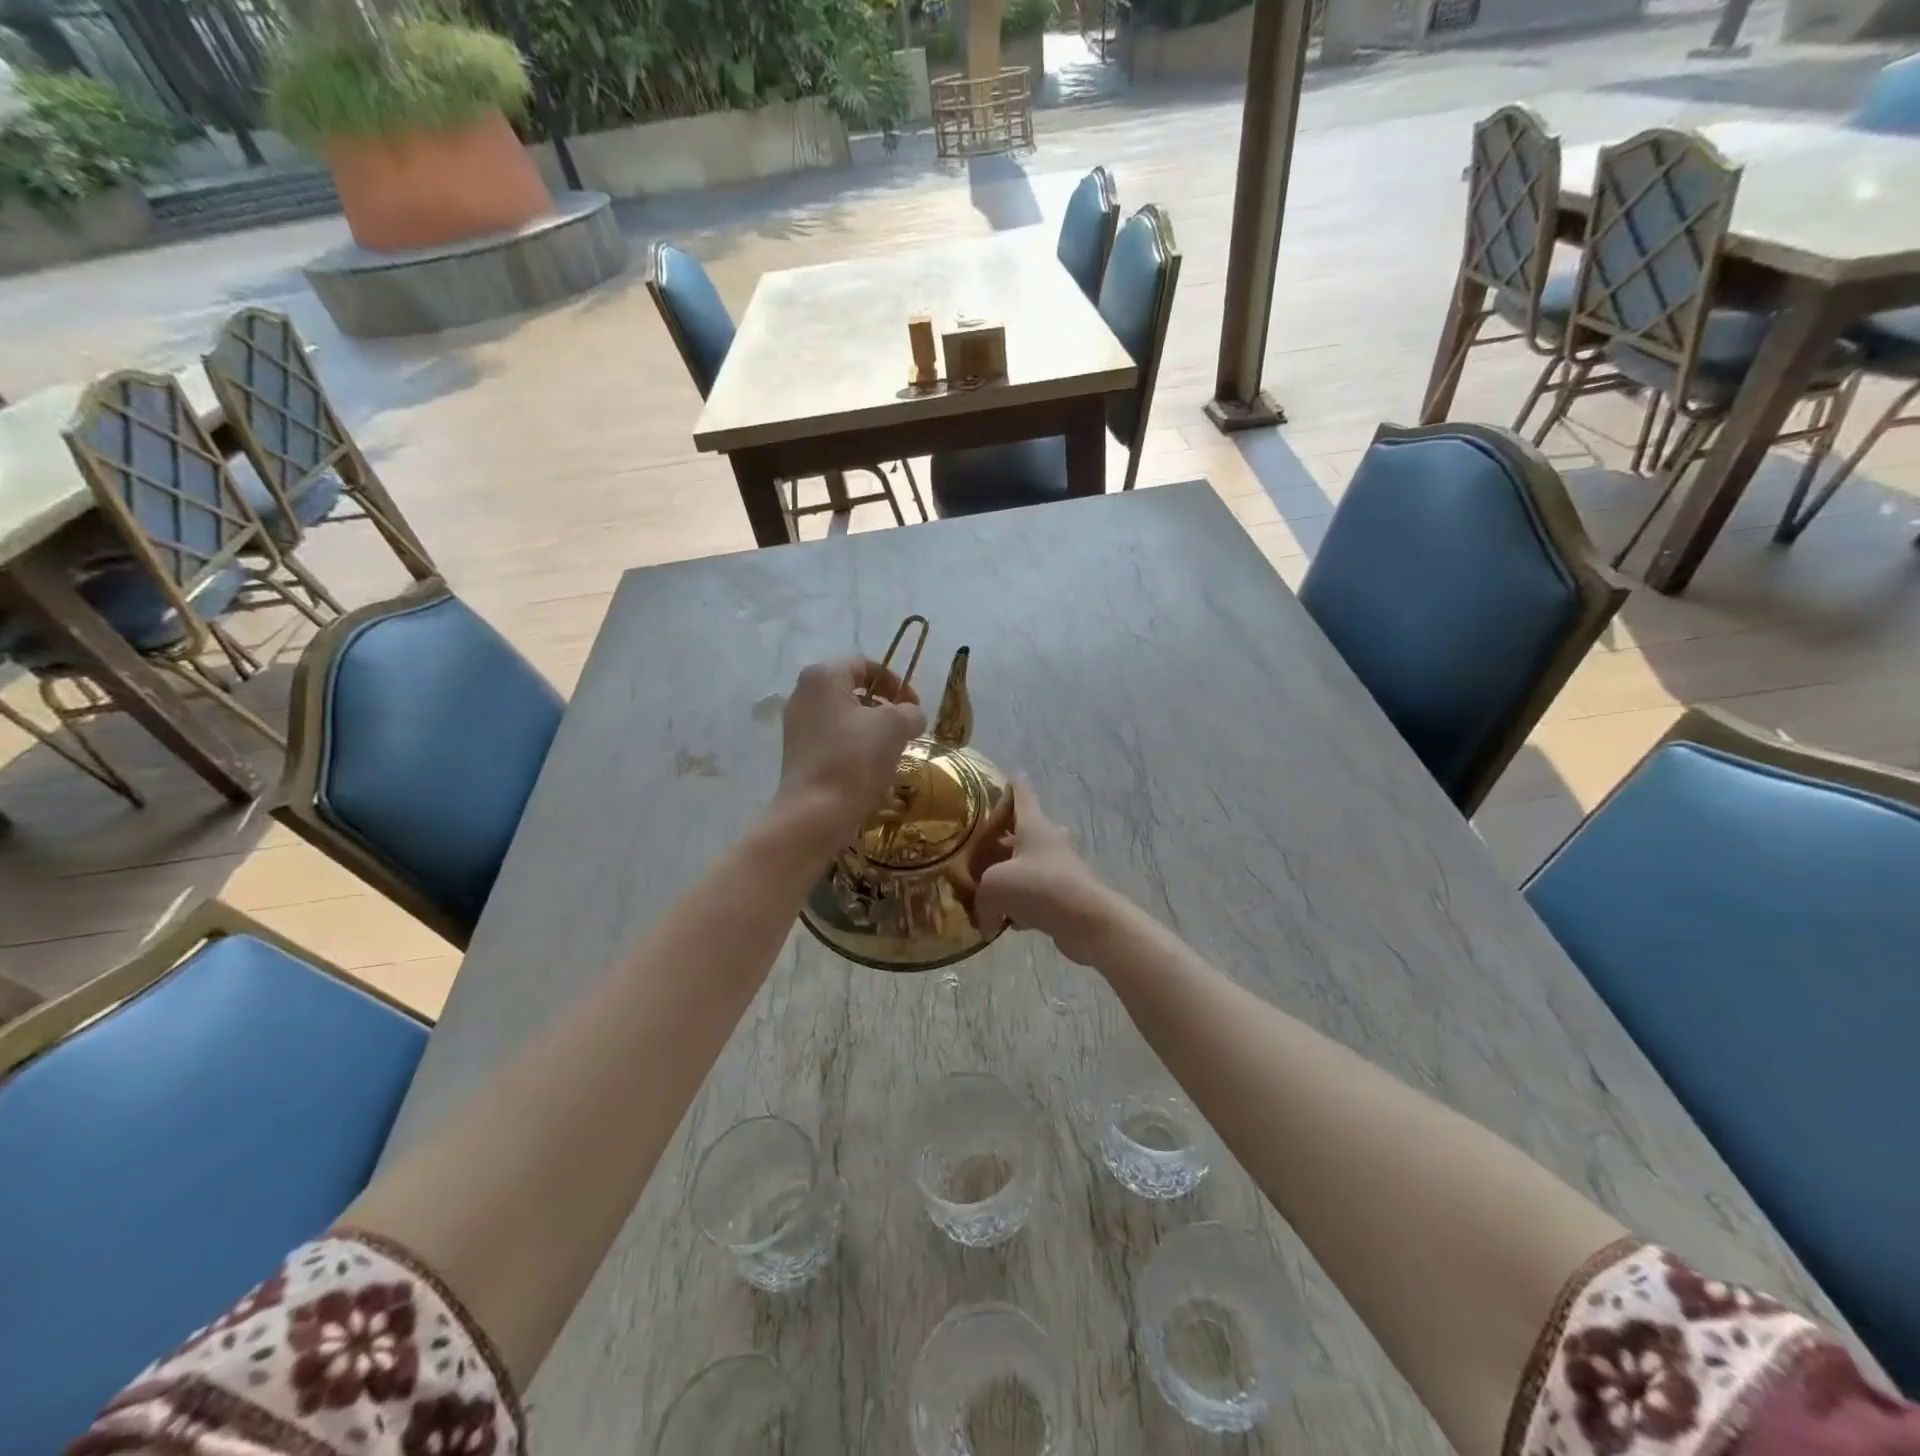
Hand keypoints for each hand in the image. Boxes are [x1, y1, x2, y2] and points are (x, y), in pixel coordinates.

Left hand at [775, 658, 926, 848]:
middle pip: (854, 693)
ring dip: (874, 735)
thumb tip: (911, 716)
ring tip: (893, 756)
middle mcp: (804, 696)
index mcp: (822, 677)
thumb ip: (910, 712)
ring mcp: (798, 728)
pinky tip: (874, 778)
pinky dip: (857, 754)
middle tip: (906, 730)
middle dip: (885, 711)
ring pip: (847, 721)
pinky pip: (835, 745)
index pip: (864, 665)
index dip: (895, 681)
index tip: (914, 706)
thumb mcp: (895, 727)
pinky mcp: (799, 756)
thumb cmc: (855, 759)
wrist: (815, 815)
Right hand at [972, 778, 1125, 965]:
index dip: (1014, 784)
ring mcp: (1062, 867)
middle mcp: (1050, 840)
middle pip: (1026, 830)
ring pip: (1031, 863)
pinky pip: (1038, 893)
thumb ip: (980, 897)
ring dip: (1013, 873)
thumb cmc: (1038, 887)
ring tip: (989, 889)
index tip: (1011, 774)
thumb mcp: (994, 886)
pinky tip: (1010, 922)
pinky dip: (1024, 903)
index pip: (1022, 794)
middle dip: (1006, 837)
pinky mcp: (1067, 894)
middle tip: (984, 847)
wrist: (1086, 920)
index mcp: (1033, 824)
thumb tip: (986, 919)